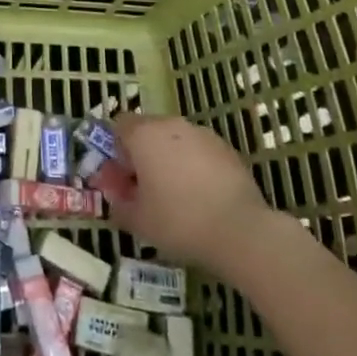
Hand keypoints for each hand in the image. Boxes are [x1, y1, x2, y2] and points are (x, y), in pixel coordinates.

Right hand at [107, 112, 277, 275]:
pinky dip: (195, 167)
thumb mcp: (137, 220)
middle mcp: (172, 125)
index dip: (116, 151)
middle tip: (146, 190)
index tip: (122, 180)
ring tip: (177, 196)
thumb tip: (117, 195)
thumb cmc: (178, 221)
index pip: (119, 126)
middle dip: (143, 156)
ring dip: (170, 160)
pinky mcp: (228, 149)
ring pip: (176, 141)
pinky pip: (200, 152)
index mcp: (144, 134)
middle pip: (148, 131)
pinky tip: (202, 198)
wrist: (241, 230)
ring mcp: (203, 135)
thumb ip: (119, 203)